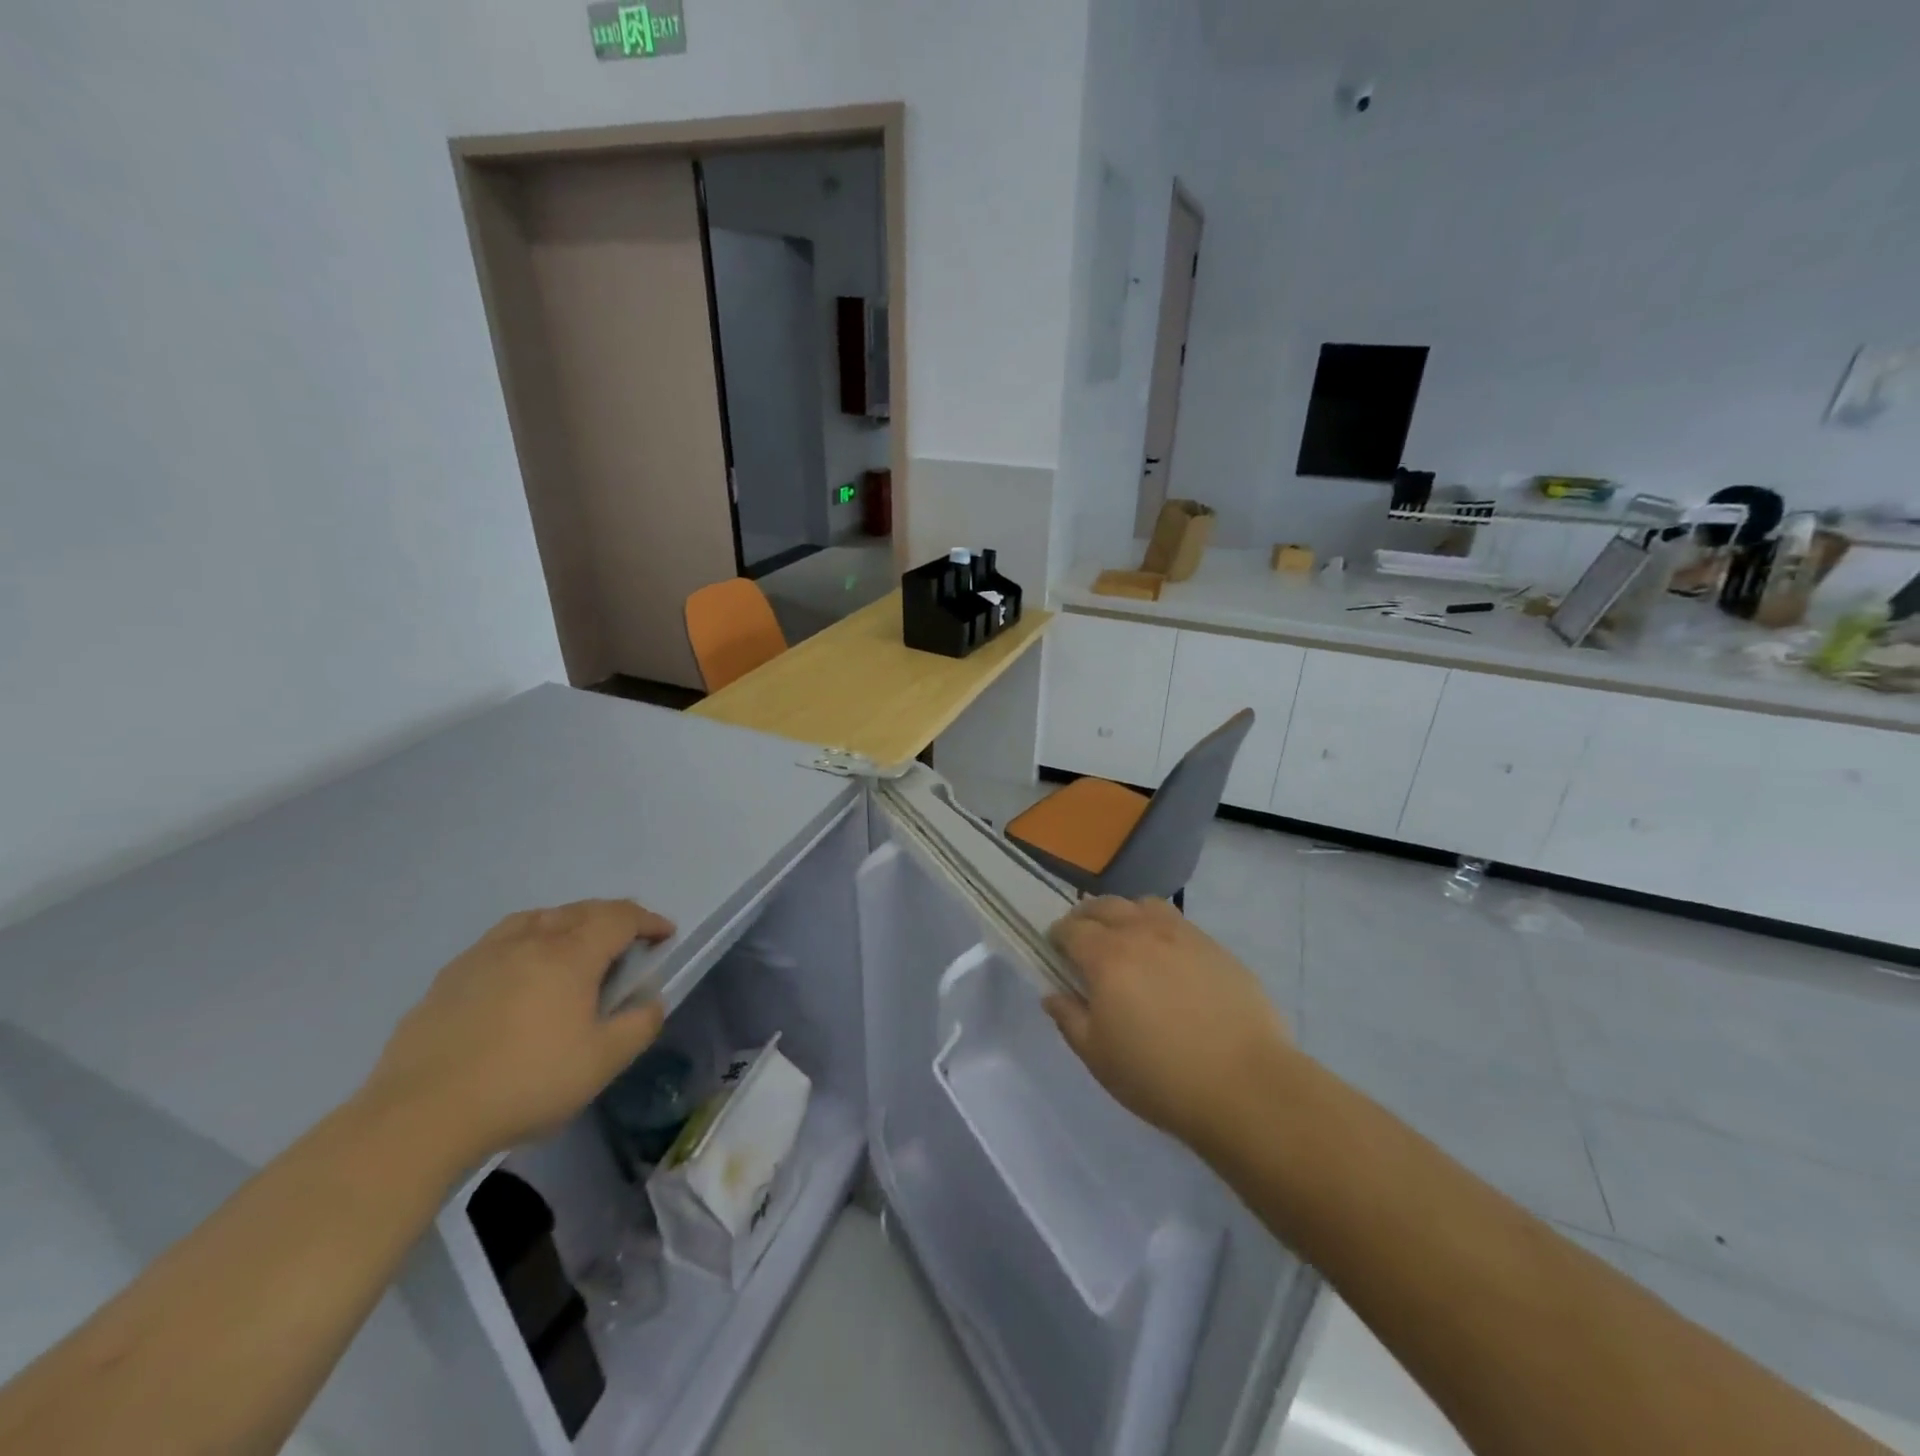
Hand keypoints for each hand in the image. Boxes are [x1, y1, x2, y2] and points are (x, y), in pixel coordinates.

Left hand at [361, 899, 673, 1162]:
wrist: (420, 1118)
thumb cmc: (525, 1084)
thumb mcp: (602, 1063)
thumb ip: (638, 1025)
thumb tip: (651, 1001)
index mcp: (570, 955)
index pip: (619, 918)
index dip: (648, 921)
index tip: (665, 934)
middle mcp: (529, 941)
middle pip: (580, 911)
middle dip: (612, 918)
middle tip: (628, 940)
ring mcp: (483, 956)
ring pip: (537, 919)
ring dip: (568, 922)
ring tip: (575, 945)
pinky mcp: (449, 978)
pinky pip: (501, 940)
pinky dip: (528, 940)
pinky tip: (520, 971)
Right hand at [1045, 897, 1292, 1149]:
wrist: (1245, 1086)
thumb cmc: (1159, 1076)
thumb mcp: (1098, 1057)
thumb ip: (1069, 1018)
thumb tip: (1054, 994)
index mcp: (1106, 956)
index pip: (1071, 928)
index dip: (1057, 936)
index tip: (1055, 951)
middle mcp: (1142, 932)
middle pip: (1105, 905)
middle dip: (1086, 917)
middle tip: (1084, 941)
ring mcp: (1183, 935)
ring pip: (1144, 905)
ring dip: (1125, 915)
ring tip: (1126, 941)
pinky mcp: (1215, 947)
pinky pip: (1177, 923)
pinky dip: (1160, 929)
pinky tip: (1167, 960)